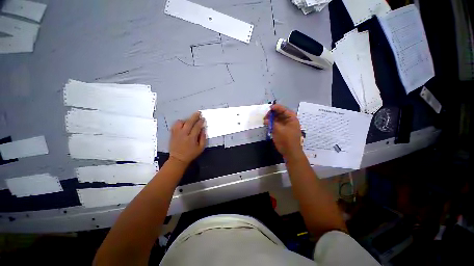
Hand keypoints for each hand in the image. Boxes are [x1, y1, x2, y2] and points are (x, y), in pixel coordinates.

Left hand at [169, 112, 205, 165]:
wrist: (178, 159)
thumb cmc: (191, 154)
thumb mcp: (200, 148)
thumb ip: (203, 138)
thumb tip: (203, 130)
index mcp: (191, 138)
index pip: (197, 127)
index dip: (200, 122)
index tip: (203, 119)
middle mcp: (183, 134)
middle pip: (189, 122)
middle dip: (194, 117)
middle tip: (198, 113)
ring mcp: (177, 134)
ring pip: (181, 122)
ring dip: (187, 119)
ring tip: (190, 120)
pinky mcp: (172, 134)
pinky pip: (175, 125)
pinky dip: (179, 122)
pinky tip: (183, 123)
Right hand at [264, 104, 302, 159]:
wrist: (290, 152)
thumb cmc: (286, 140)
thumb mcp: (278, 130)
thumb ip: (272, 123)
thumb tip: (266, 119)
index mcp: (292, 119)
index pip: (284, 110)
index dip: (277, 107)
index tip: (269, 108)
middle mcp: (289, 121)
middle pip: (280, 114)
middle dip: (272, 114)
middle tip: (265, 116)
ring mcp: (286, 126)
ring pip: (278, 119)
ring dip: (271, 119)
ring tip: (265, 120)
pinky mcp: (282, 130)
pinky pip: (277, 124)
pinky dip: (272, 123)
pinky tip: (267, 124)